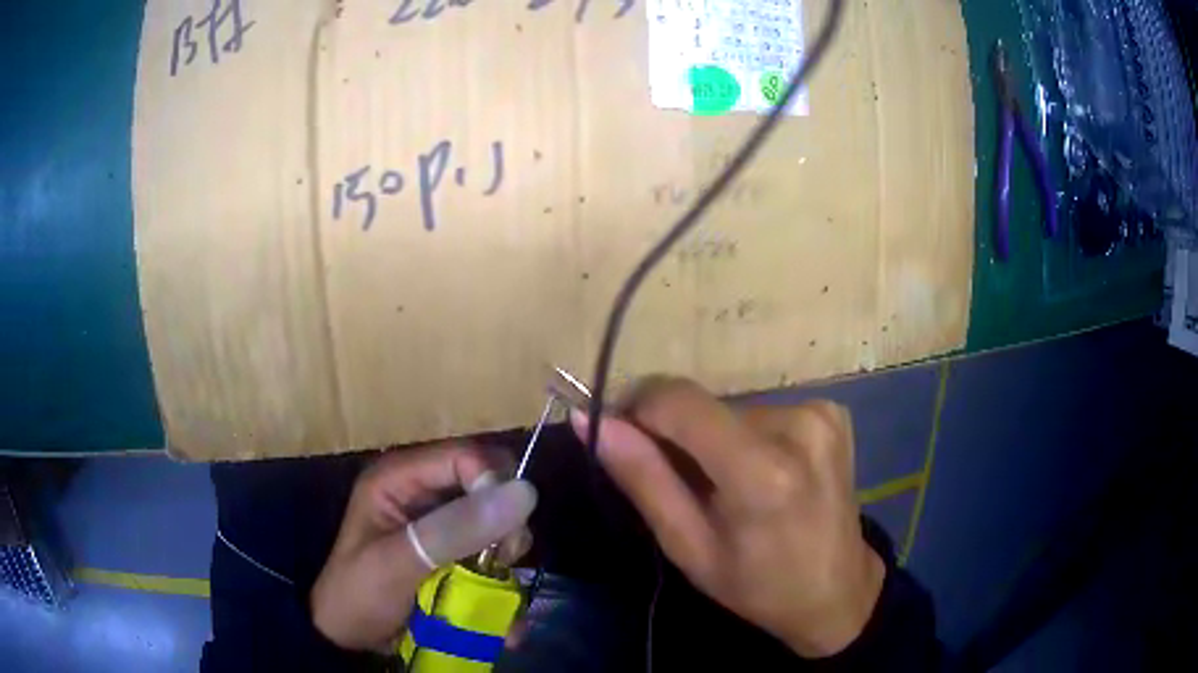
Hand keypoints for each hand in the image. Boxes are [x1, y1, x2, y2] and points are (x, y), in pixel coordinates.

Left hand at [310, 444, 536, 650]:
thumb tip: (524, 493)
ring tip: (499, 587)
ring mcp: (439, 524)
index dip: (494, 486)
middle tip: (505, 557)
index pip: (464, 456)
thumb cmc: (358, 595)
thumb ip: (454, 530)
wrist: (347, 638)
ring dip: (506, 552)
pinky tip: (502, 604)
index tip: (505, 533)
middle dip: (505, 522)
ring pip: (495, 520)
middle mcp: (422, 492)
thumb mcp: (398, 563)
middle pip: (487, 485)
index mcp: (398, 478)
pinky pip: (491, 552)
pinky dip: (502, 576)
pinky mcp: (451, 553)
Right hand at [571, 378, 883, 657]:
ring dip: (713, 439)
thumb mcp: (688, 546)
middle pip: (704, 406)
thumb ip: (642, 478)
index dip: (639, 409)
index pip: (678, 401)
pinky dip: (745, 437)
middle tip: (683, 487)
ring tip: (725, 488)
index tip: (624, 439)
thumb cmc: (756, 585)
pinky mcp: (831, 412)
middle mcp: (798, 425)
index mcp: (762, 471)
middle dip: (677, 435)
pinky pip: (761, 411)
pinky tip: (760, 475)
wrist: (837, 590)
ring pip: (730, 408)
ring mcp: (821, 413)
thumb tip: (590, 419)